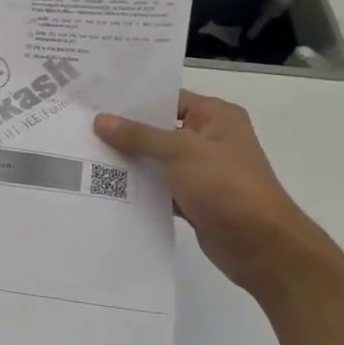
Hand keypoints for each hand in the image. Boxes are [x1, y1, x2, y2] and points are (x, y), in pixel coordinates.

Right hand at [93, 91, 334, 297]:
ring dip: (130, 163)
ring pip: (157, 161)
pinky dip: (140, 190)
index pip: (169, 99)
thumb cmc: (226, 186)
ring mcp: (202, 171)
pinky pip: (160, 188)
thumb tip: (101, 120)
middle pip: (159, 130)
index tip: (96, 102)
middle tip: (82, 130)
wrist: (261, 245)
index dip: (134, 101)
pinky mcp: (194, 199)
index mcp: (216, 117)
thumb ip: (139, 136)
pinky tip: (107, 189)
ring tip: (86, 158)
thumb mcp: (180, 152)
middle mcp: (210, 139)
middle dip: (125, 133)